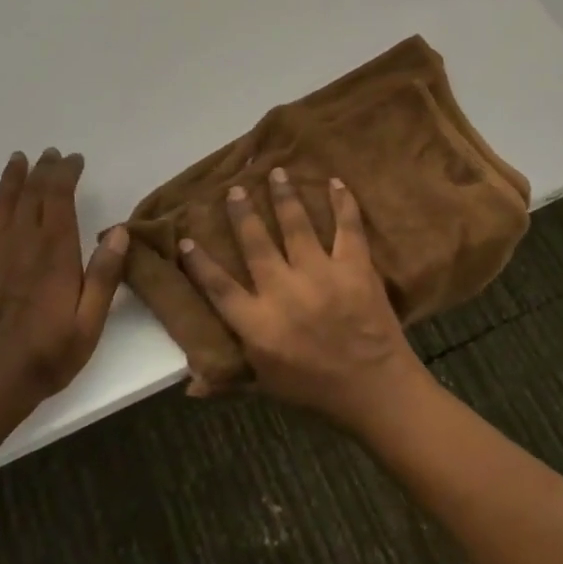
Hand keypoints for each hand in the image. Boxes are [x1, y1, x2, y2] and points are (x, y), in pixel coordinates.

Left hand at [0, 149, 129, 425]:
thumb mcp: (89, 324)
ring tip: (18, 159)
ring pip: (1, 204)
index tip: (74, 159)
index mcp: (55, 253)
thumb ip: (104, 276)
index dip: (66, 172)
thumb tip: (119, 232)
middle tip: (52, 154)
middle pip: (31, 194)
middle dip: (43, 169)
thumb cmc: (45, 357)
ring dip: (10, 179)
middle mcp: (22, 244)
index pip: (59, 197)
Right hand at [178, 169, 426, 430]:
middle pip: (256, 243)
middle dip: (243, 213)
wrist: (376, 390)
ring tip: (277, 172)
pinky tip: (334, 182)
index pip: (219, 287)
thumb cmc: (315, 390)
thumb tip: (189, 384)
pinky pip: (347, 227)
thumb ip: (228, 379)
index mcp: (258, 323)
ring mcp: (320, 274)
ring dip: (284, 196)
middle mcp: (283, 291)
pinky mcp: (354, 267)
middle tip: (235, 189)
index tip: (186, 238)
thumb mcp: (266, 387)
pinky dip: (342, 203)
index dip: (200, 263)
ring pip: (296, 225)